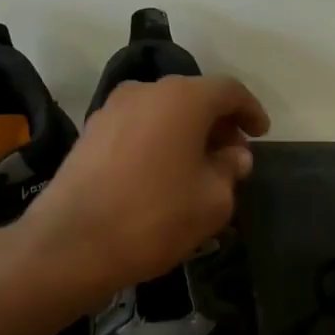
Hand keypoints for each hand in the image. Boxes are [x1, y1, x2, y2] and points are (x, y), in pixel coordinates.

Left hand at [17, 74, 268, 300]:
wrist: (73, 243)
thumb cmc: (155, 217)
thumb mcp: (213, 201)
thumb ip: (230, 170)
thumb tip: (233, 156)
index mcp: (182, 98)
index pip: (229, 91)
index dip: (250, 111)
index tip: (261, 133)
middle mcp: (145, 91)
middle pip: (193, 98)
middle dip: (218, 124)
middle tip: (232, 157)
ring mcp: (111, 110)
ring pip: (163, 112)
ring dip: (186, 133)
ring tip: (199, 168)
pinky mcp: (89, 134)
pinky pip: (138, 128)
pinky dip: (158, 142)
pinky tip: (164, 174)